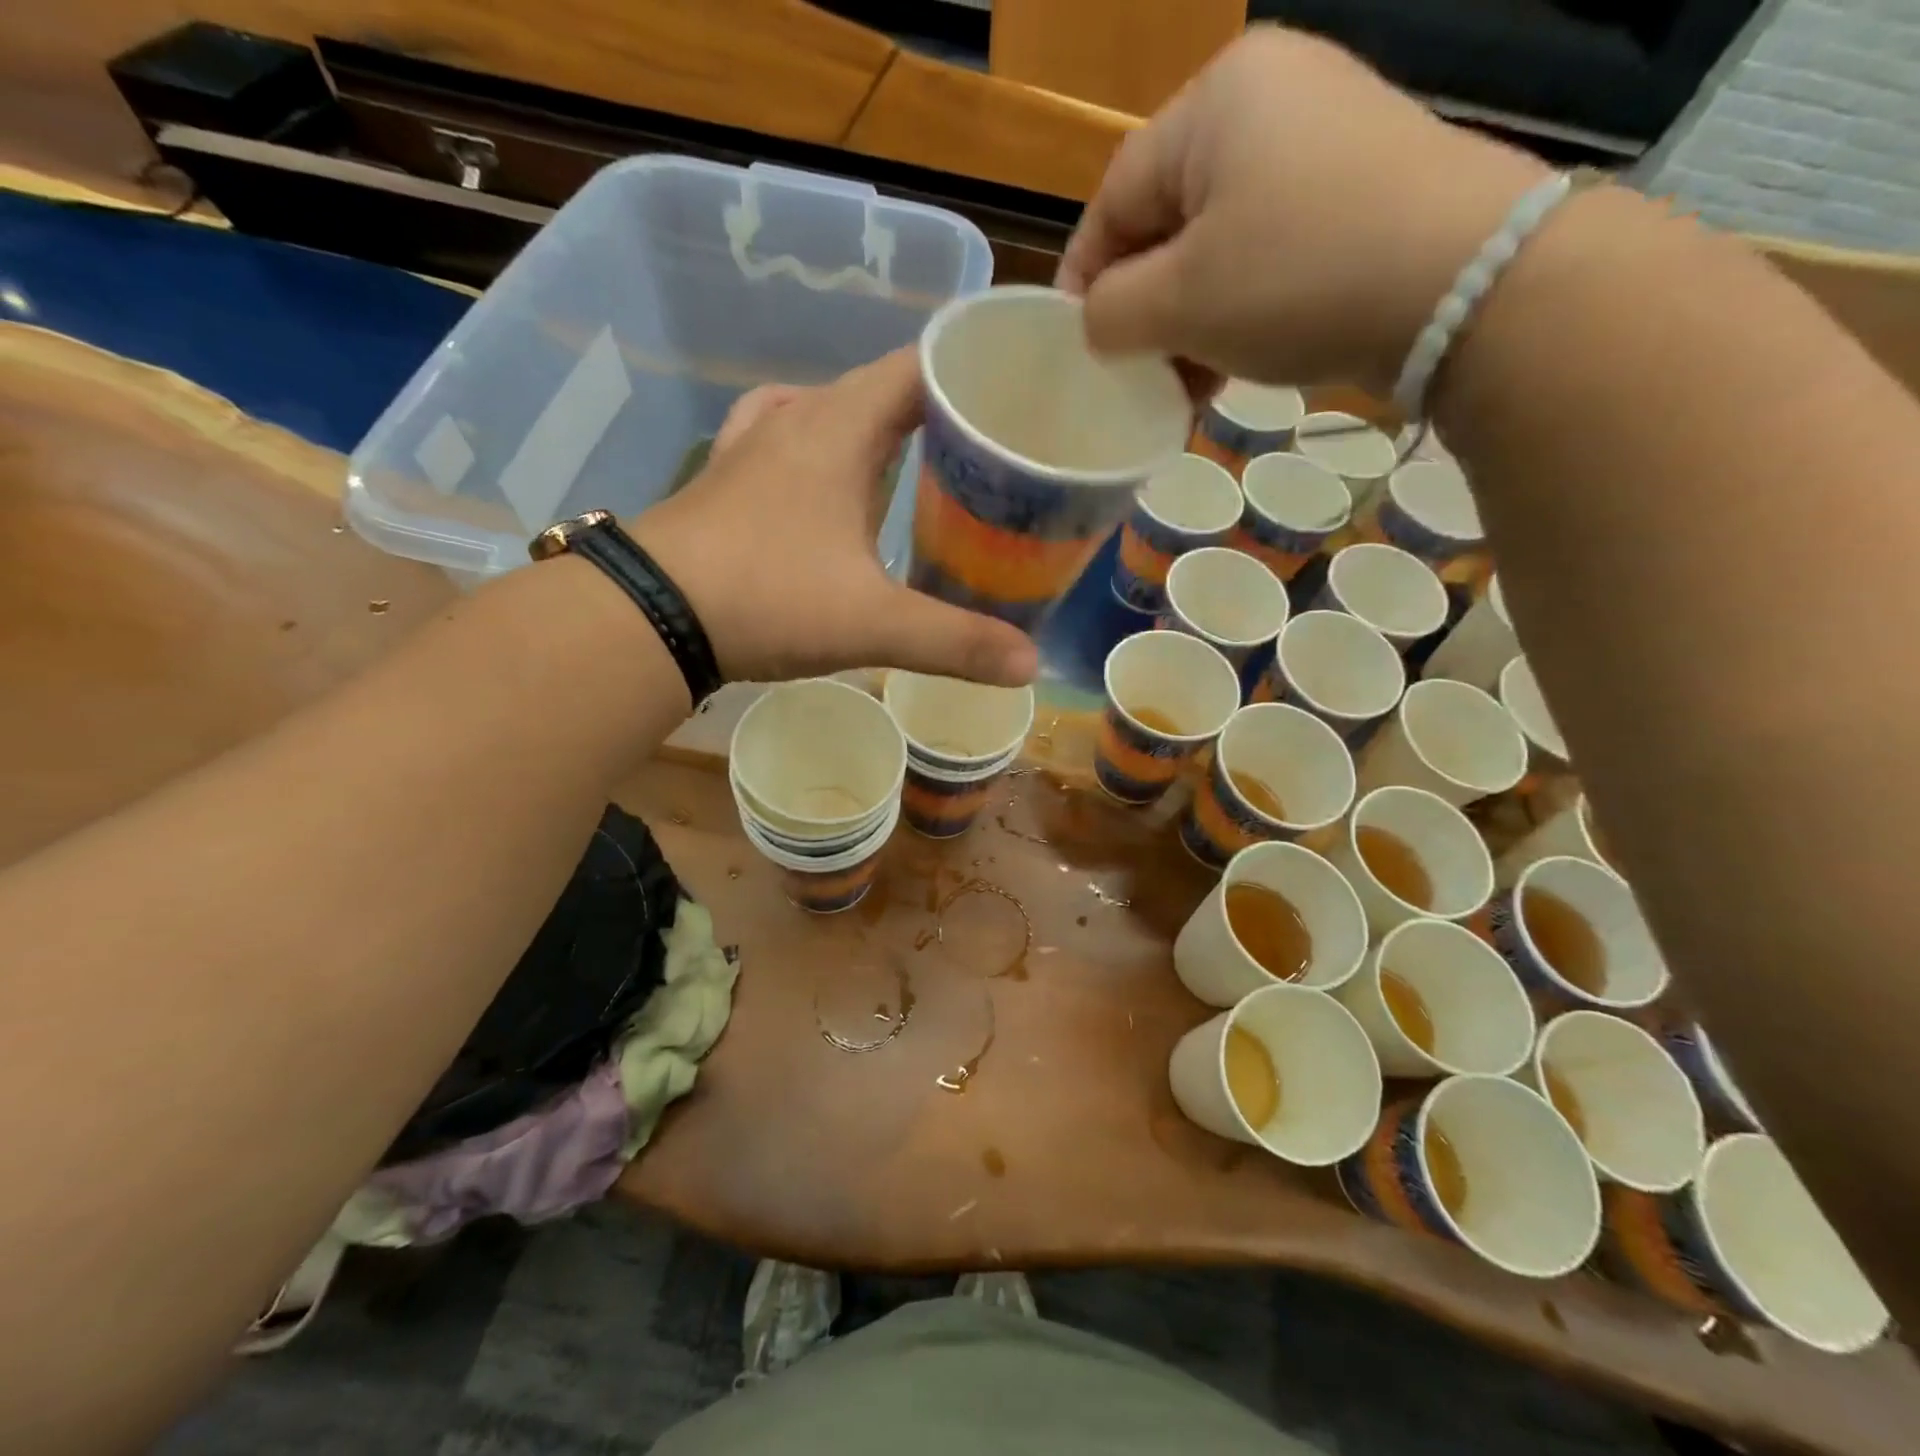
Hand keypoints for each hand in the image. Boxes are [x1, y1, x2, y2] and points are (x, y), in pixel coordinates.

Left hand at [633, 349, 1038, 687]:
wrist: (648, 615)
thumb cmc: (767, 599)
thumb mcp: (873, 623)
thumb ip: (955, 641)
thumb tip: (1032, 664)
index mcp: (842, 426)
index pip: (921, 366)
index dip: (972, 375)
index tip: (1016, 404)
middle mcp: (799, 417)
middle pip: (883, 388)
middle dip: (939, 410)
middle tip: (989, 449)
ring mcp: (755, 443)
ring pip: (834, 410)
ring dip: (881, 427)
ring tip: (926, 461)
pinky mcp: (728, 476)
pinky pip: (787, 436)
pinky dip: (822, 444)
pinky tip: (830, 469)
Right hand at [1057, 27, 1550, 395]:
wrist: (1465, 285)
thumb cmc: (1295, 278)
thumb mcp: (1180, 301)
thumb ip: (1110, 311)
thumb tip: (1095, 322)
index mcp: (1213, 102)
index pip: (1114, 198)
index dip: (1083, 279)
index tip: (1073, 346)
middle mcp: (1269, 99)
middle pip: (1167, 221)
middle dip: (1143, 307)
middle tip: (1133, 374)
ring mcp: (1323, 139)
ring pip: (1217, 244)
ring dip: (1189, 321)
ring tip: (1183, 385)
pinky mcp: (1359, 187)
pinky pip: (1267, 250)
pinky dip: (1238, 309)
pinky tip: (1231, 362)